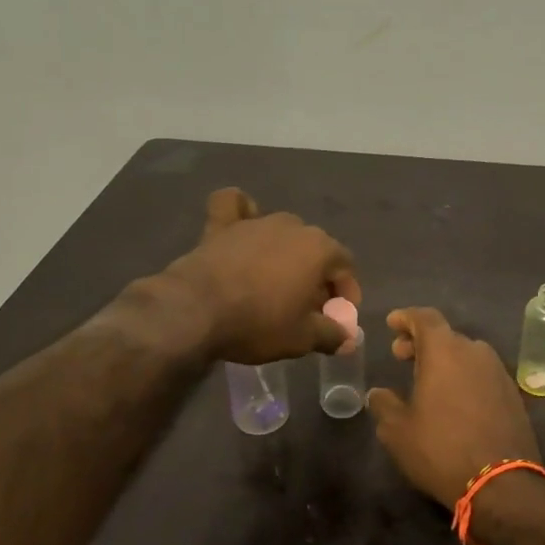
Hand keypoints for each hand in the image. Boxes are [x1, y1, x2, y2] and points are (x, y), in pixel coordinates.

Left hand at [162, 189, 358, 363]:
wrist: (196, 311)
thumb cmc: (258, 323)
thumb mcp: (302, 338)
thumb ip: (332, 335)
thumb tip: (348, 338)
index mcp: (319, 248)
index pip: (345, 266)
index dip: (346, 292)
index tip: (338, 316)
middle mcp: (292, 226)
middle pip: (315, 249)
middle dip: (317, 276)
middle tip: (307, 307)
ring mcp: (256, 221)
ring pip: (282, 231)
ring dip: (286, 254)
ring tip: (277, 283)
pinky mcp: (222, 225)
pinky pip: (235, 206)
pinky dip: (242, 211)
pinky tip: (243, 224)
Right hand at [366, 307, 539, 506]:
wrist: (502, 484)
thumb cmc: (441, 449)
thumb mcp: (398, 431)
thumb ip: (384, 405)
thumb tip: (377, 394)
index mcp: (445, 351)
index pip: (424, 318)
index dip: (406, 318)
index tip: (392, 324)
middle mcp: (475, 352)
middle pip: (446, 335)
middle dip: (421, 342)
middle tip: (402, 355)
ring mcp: (498, 373)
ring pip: (466, 354)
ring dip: (445, 360)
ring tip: (426, 380)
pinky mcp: (513, 395)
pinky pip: (482, 374)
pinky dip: (464, 377)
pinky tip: (454, 400)